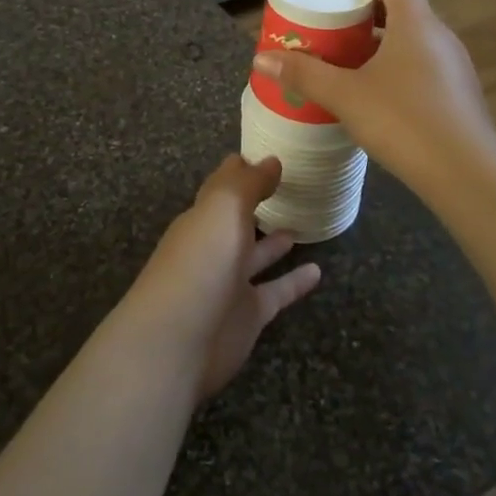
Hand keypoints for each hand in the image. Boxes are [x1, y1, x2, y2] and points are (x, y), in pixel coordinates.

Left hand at [125, 154, 321, 402]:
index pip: (223, 186)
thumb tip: (271, 159)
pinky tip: (318, 271)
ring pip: (256, 255)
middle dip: (257, 203)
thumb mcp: (223, 209)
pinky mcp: (248, 316)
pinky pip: (275, 292)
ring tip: (303, 221)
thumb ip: (247, 183)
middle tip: (291, 185)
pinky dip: (294, 283)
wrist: (178, 341)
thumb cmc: (199, 263)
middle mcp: (214, 246)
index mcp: (203, 217)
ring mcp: (230, 283)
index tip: (269, 153)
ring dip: (275, 241)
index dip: (242, 170)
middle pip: (238, 220)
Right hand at [251, 0, 495, 201]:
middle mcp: (440, 37)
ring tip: (347, 58)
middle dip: (367, 11)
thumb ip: (304, 74)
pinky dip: (397, 67)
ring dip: (382, 41)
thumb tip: (261, 59)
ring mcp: (454, 68)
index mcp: (416, 24)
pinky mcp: (458, 97)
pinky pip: (423, 66)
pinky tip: (374, 94)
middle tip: (333, 23)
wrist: (466, 175)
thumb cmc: (403, 121)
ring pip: (414, 40)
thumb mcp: (345, 95)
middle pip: (404, 8)